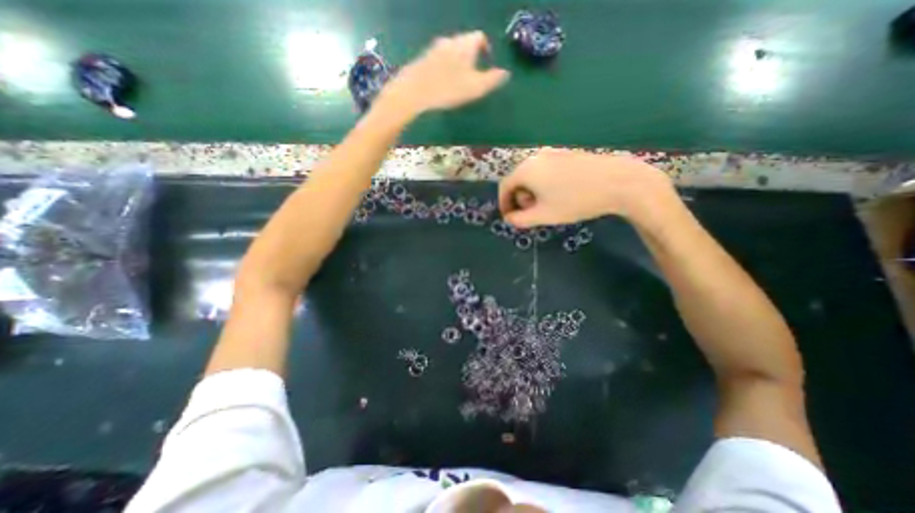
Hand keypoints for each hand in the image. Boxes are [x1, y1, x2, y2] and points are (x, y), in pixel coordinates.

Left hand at [376, 30, 508, 115]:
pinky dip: (445, 67)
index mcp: (465, 44)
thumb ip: (492, 80)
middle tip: (473, 75)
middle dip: (471, 56)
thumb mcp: (475, 88)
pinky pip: (439, 58)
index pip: (479, 37)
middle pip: (464, 43)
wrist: (414, 91)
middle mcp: (450, 40)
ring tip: (458, 80)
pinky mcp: (423, 59)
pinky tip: (443, 82)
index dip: (485, 48)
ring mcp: (434, 48)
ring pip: (451, 50)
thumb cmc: (448, 89)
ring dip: (457, 62)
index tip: (487, 62)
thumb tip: (506, 73)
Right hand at [498, 149, 674, 228]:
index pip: (504, 186)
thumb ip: (520, 219)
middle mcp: (535, 157)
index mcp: (525, 170)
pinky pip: (545, 170)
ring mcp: (552, 153)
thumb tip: (509, 218)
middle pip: (518, 179)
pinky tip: (558, 194)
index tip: (509, 217)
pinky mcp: (566, 154)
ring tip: (545, 205)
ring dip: (531, 191)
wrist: (617, 182)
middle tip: (530, 213)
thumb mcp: (543, 215)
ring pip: (532, 174)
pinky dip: (543, 183)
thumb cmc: (574, 200)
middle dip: (519, 198)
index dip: (504, 203)